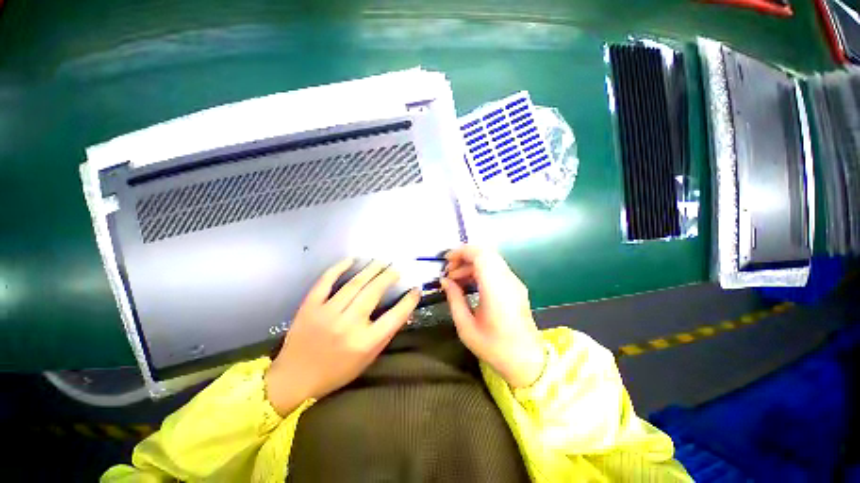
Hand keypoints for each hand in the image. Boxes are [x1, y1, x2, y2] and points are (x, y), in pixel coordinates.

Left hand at [265, 259, 420, 415]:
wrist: (294, 377)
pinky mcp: (310, 306)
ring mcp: (327, 313)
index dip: (409, 301)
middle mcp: (348, 325)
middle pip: (374, 292)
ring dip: (371, 269)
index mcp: (365, 342)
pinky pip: (325, 281)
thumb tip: (402, 311)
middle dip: (389, 276)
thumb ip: (385, 335)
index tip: (416, 289)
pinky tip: (351, 259)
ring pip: (354, 284)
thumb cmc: (336, 371)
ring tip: (381, 261)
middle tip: (396, 268)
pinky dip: (339, 268)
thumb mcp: (367, 359)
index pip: (395, 316)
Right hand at [440, 246, 545, 388]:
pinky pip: (496, 268)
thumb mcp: (466, 327)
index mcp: (496, 290)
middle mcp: (508, 280)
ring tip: (456, 279)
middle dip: (464, 256)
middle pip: (486, 252)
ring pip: (491, 258)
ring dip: (471, 263)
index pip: (480, 255)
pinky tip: (470, 283)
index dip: (461, 252)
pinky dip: (480, 269)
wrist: (527, 362)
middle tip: (449, 271)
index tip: (446, 261)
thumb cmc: (494, 348)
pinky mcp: (516, 286)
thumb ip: (454, 299)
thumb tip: (444, 281)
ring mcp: (514, 282)